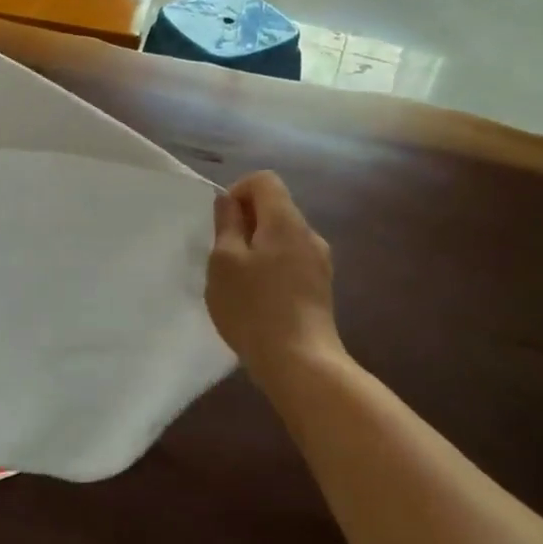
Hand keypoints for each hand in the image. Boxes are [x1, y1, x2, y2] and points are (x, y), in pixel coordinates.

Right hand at [207, 172, 343, 386]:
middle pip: (275, 208)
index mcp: (285, 221)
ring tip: (237, 282)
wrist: (301, 363)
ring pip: (282, 238)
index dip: (237, 192)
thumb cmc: (254, 308)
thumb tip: (229, 201)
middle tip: (222, 256)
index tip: (222, 224)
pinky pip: (291, 262)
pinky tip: (257, 300)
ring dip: (257, 248)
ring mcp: (319, 263)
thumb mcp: (224, 262)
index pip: (264, 180)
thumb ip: (226, 225)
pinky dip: (271, 268)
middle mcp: (309, 234)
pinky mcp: (321, 288)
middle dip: (245, 223)